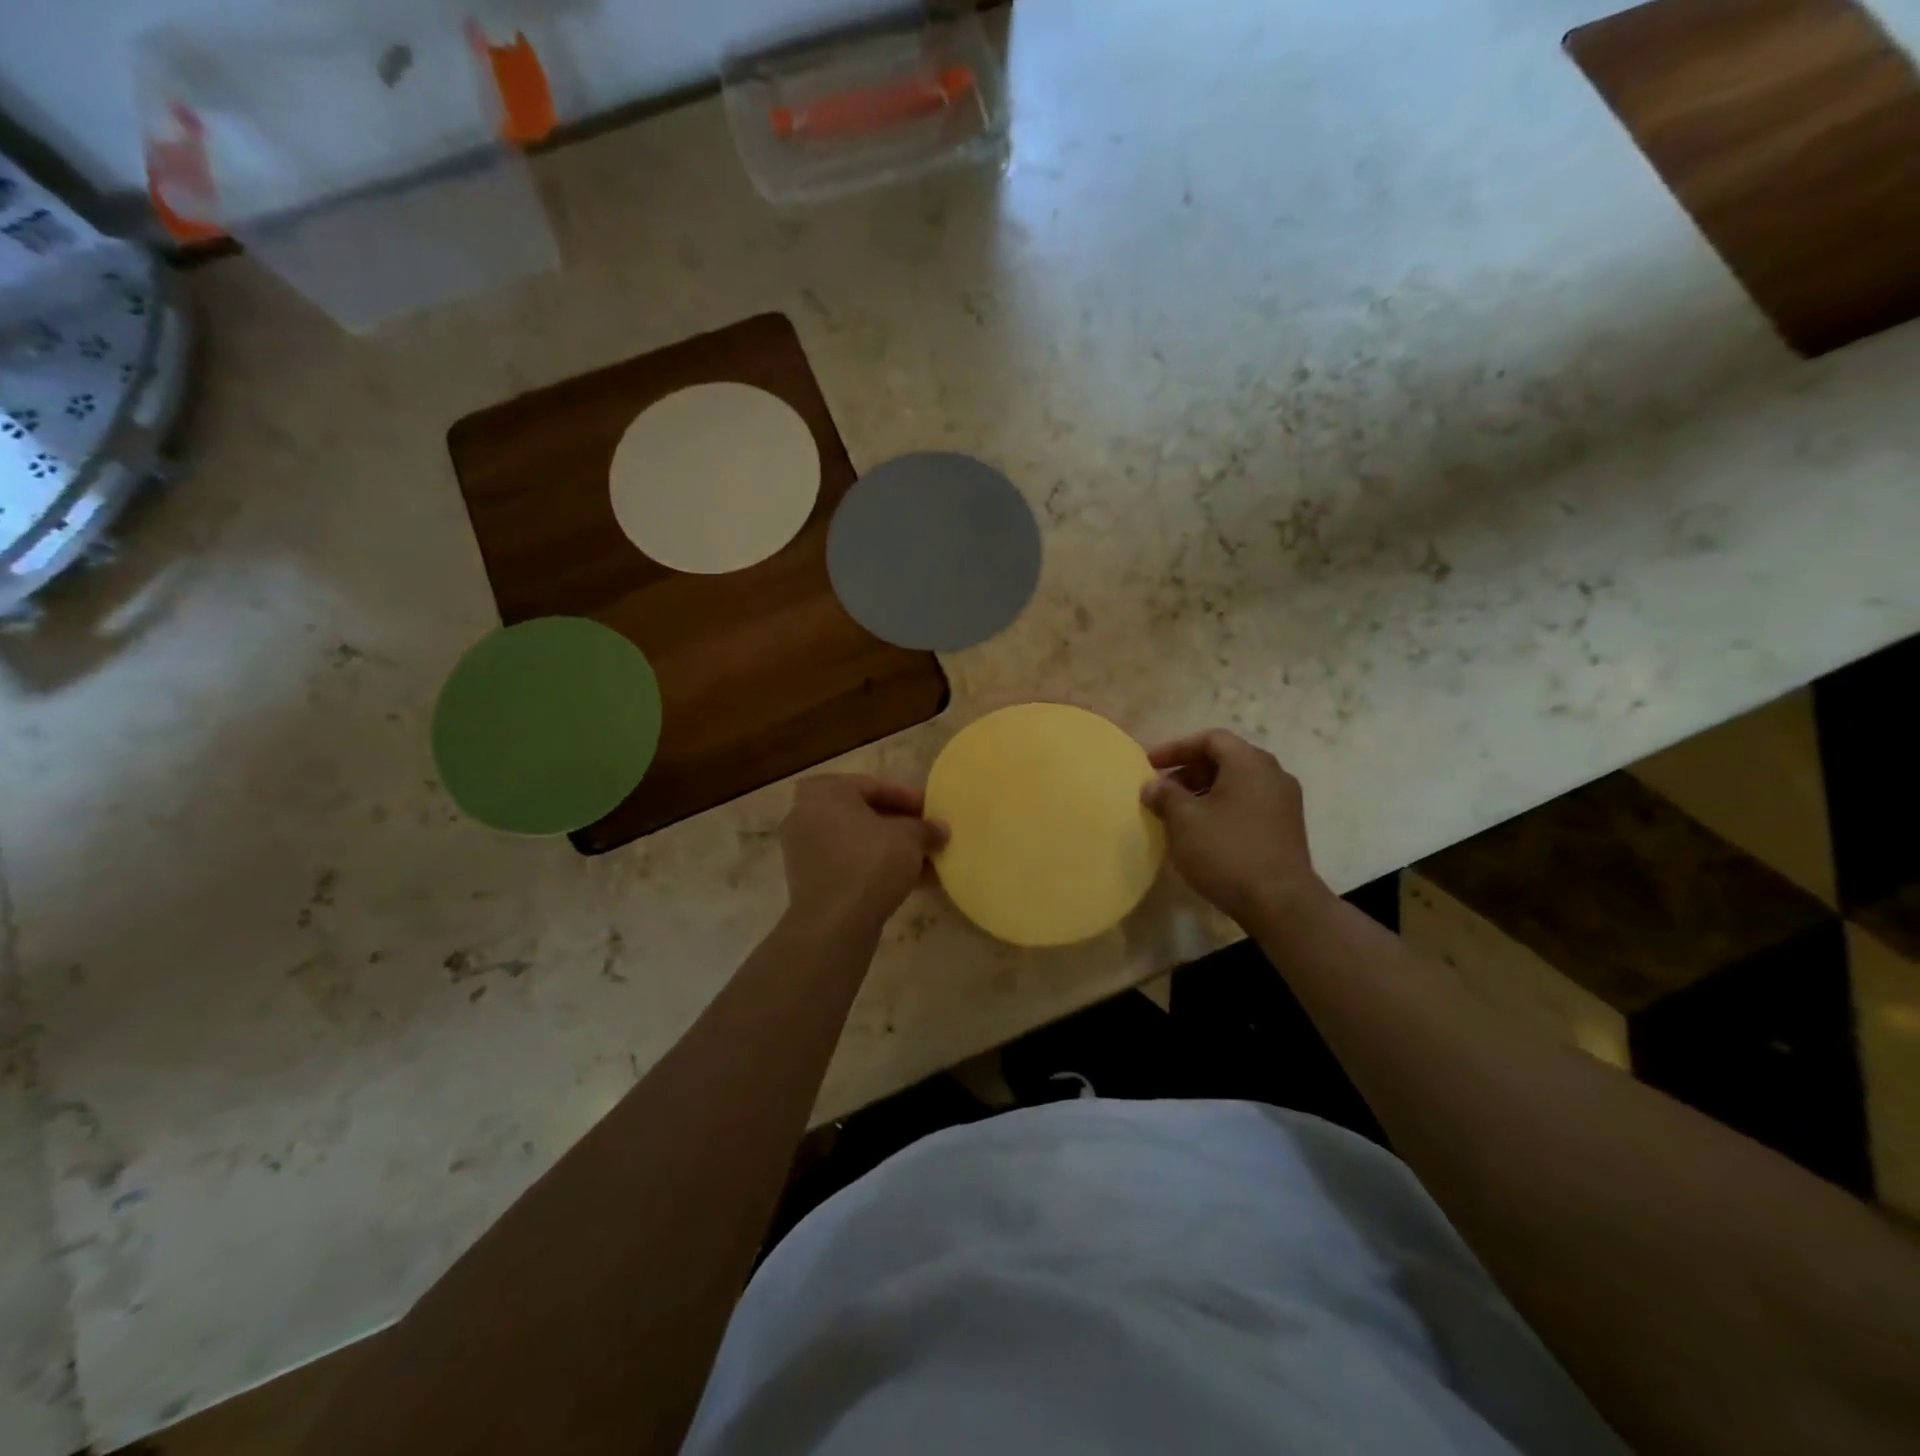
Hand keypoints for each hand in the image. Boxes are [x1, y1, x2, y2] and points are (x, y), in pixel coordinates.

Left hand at [780, 775, 947, 936]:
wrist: (835, 924)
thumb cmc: (870, 863)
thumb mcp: (909, 838)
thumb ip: (926, 828)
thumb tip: (940, 829)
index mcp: (824, 792)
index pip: (874, 786)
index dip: (909, 798)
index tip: (933, 810)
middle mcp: (805, 814)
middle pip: (864, 814)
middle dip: (901, 826)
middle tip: (929, 834)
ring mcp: (804, 849)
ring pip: (858, 842)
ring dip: (892, 849)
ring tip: (927, 861)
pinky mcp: (809, 880)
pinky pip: (849, 864)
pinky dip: (876, 867)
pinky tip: (912, 881)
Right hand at [1140, 729, 1329, 928]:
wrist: (1280, 903)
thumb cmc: (1227, 852)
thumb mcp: (1184, 820)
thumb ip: (1165, 795)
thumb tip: (1153, 785)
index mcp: (1249, 763)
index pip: (1210, 739)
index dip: (1176, 747)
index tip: (1149, 764)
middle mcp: (1272, 774)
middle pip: (1225, 759)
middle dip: (1188, 770)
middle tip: (1161, 788)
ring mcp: (1284, 802)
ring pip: (1237, 783)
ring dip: (1203, 791)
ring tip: (1177, 812)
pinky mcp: (1286, 828)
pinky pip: (1248, 804)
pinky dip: (1222, 807)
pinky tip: (1202, 831)